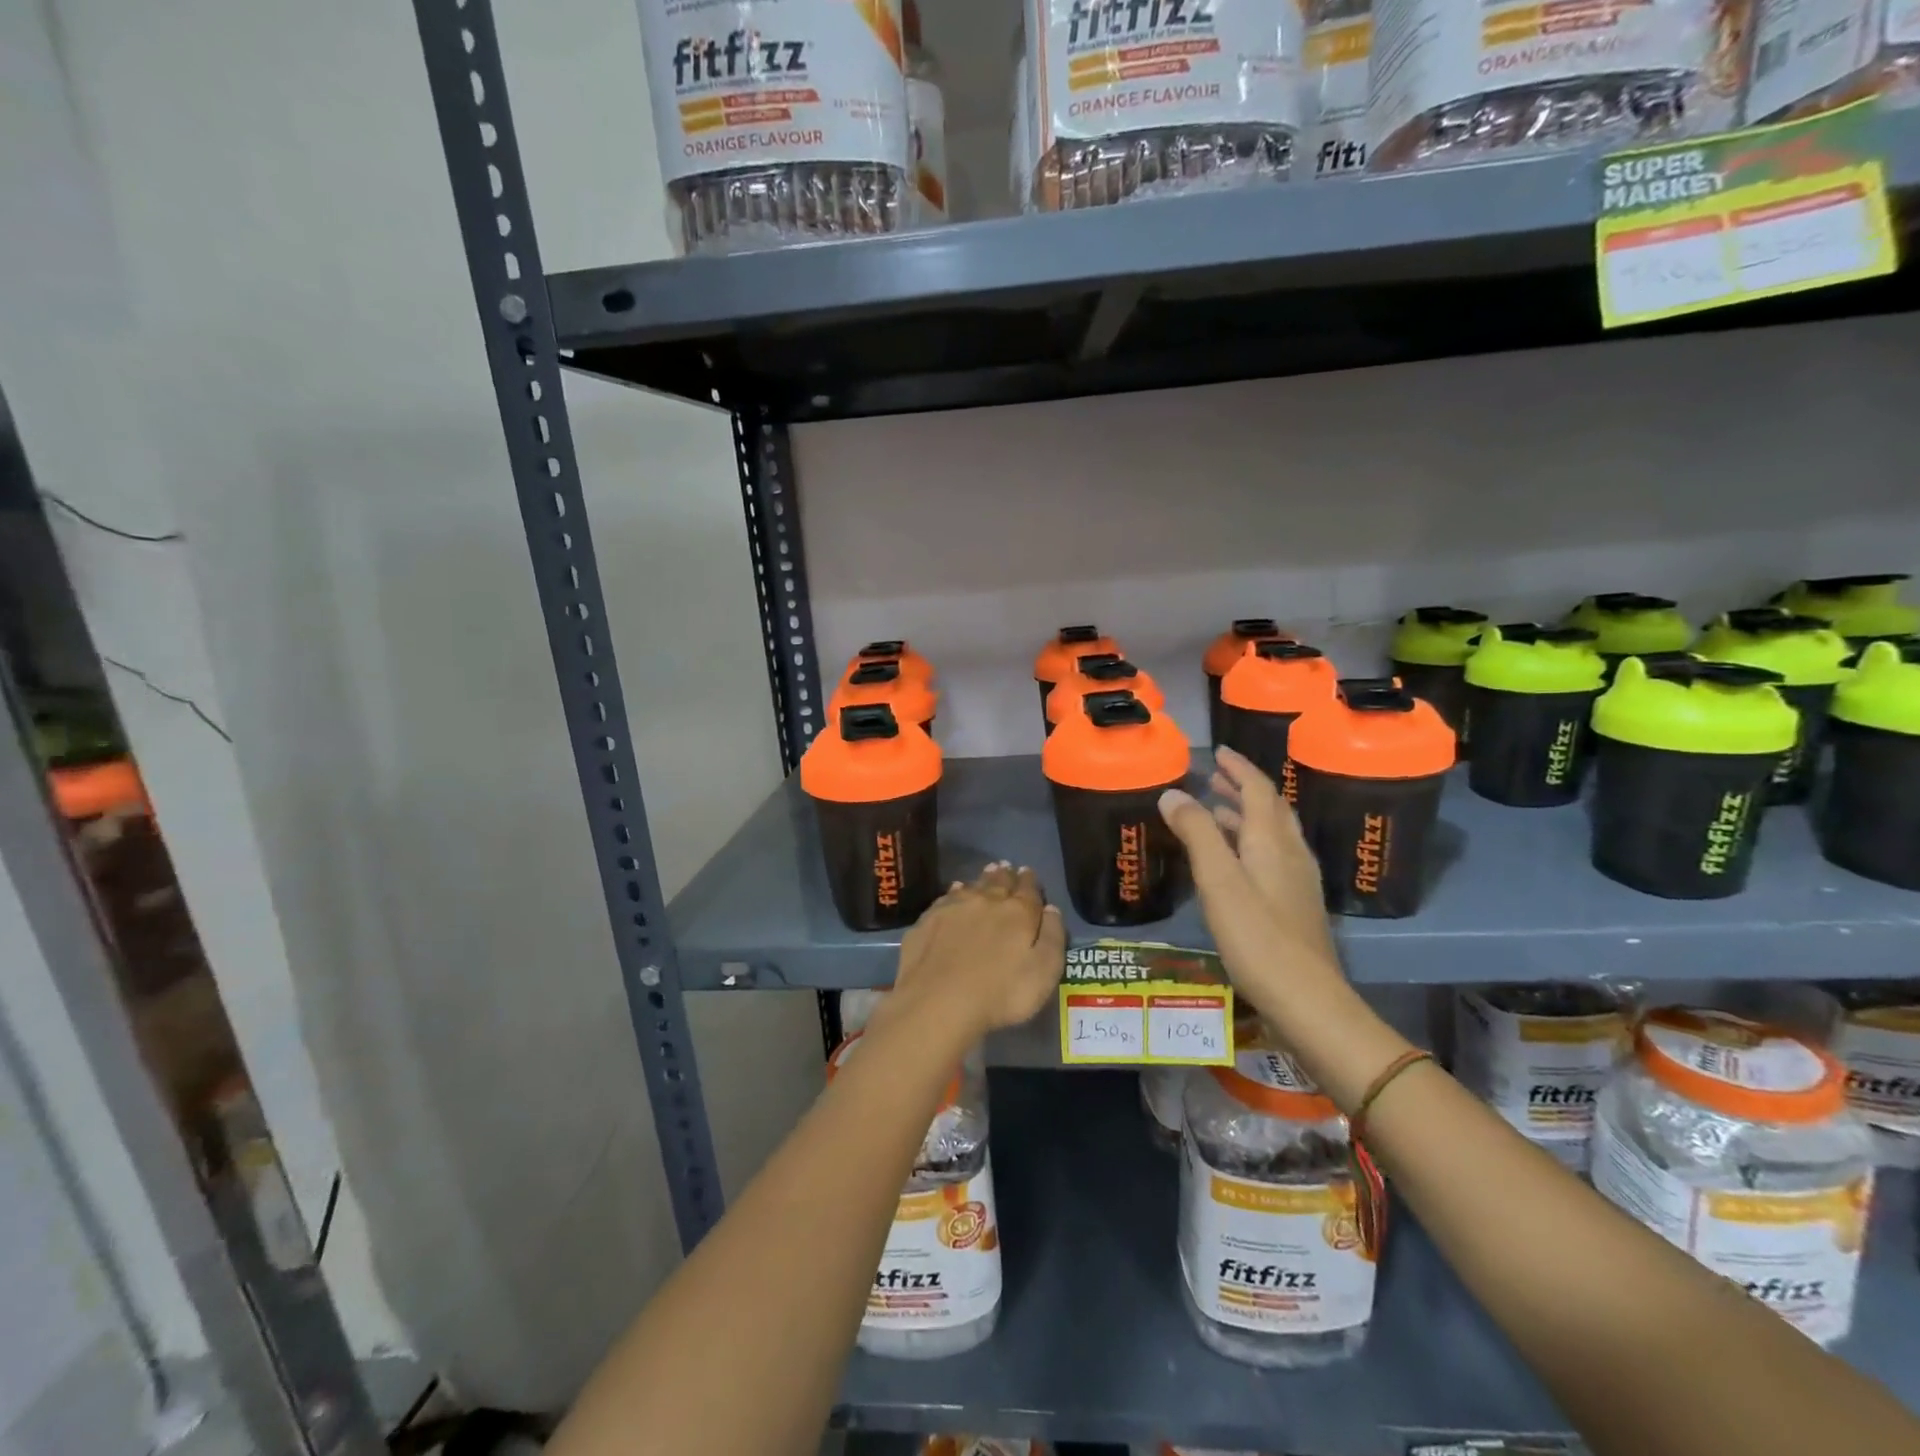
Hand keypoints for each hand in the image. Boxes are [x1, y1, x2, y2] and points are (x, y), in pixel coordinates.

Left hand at [885, 863, 1066, 1040]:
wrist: (938, 1001)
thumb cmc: (1001, 993)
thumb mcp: (1043, 973)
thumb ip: (1052, 937)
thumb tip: (1051, 908)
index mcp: (1018, 913)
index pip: (1028, 890)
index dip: (1030, 881)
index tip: (1028, 872)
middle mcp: (987, 901)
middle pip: (999, 882)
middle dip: (1006, 875)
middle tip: (1007, 867)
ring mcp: (954, 907)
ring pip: (973, 886)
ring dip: (983, 878)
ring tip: (988, 871)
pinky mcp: (929, 919)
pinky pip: (947, 897)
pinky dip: (956, 891)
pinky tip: (956, 890)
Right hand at [1159, 747, 1340, 1011]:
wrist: (1306, 999)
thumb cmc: (1257, 936)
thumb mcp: (1218, 880)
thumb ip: (1196, 833)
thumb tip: (1173, 793)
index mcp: (1271, 841)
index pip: (1258, 790)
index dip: (1238, 768)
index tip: (1218, 752)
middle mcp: (1290, 853)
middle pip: (1270, 808)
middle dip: (1243, 788)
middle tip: (1215, 778)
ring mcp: (1297, 881)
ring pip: (1272, 834)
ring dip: (1246, 816)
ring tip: (1217, 812)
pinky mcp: (1295, 905)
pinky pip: (1272, 857)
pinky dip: (1250, 842)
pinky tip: (1235, 861)